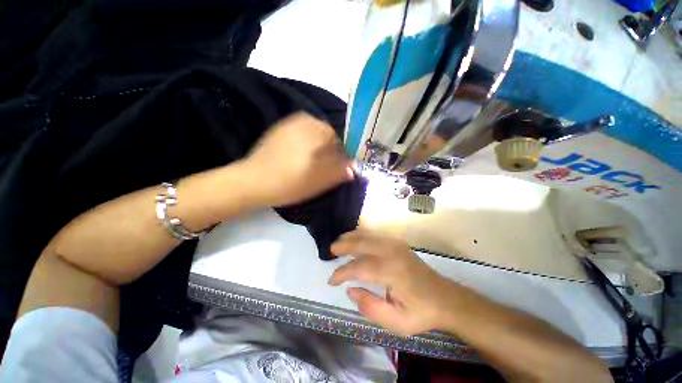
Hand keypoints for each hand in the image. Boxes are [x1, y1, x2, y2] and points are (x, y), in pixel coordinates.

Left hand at [243, 113, 353, 206]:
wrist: (251, 182)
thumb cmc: (289, 183)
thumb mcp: (319, 181)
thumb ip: (339, 172)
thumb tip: (353, 168)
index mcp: (315, 131)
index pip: (338, 138)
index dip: (341, 153)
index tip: (337, 168)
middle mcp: (303, 121)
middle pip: (326, 134)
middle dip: (329, 149)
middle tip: (323, 167)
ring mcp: (289, 124)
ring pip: (313, 133)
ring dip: (317, 147)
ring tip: (311, 164)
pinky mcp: (279, 130)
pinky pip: (301, 133)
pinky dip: (306, 144)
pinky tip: (300, 158)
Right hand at [328, 230, 464, 335]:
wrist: (445, 298)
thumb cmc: (421, 312)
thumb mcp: (396, 322)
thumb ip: (370, 307)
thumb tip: (350, 290)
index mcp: (392, 271)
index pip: (359, 267)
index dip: (342, 273)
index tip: (332, 281)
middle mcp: (392, 252)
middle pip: (361, 243)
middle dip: (343, 245)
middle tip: (330, 251)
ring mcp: (395, 244)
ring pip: (367, 235)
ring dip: (350, 237)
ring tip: (338, 244)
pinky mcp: (397, 243)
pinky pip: (374, 234)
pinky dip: (361, 235)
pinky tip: (354, 239)